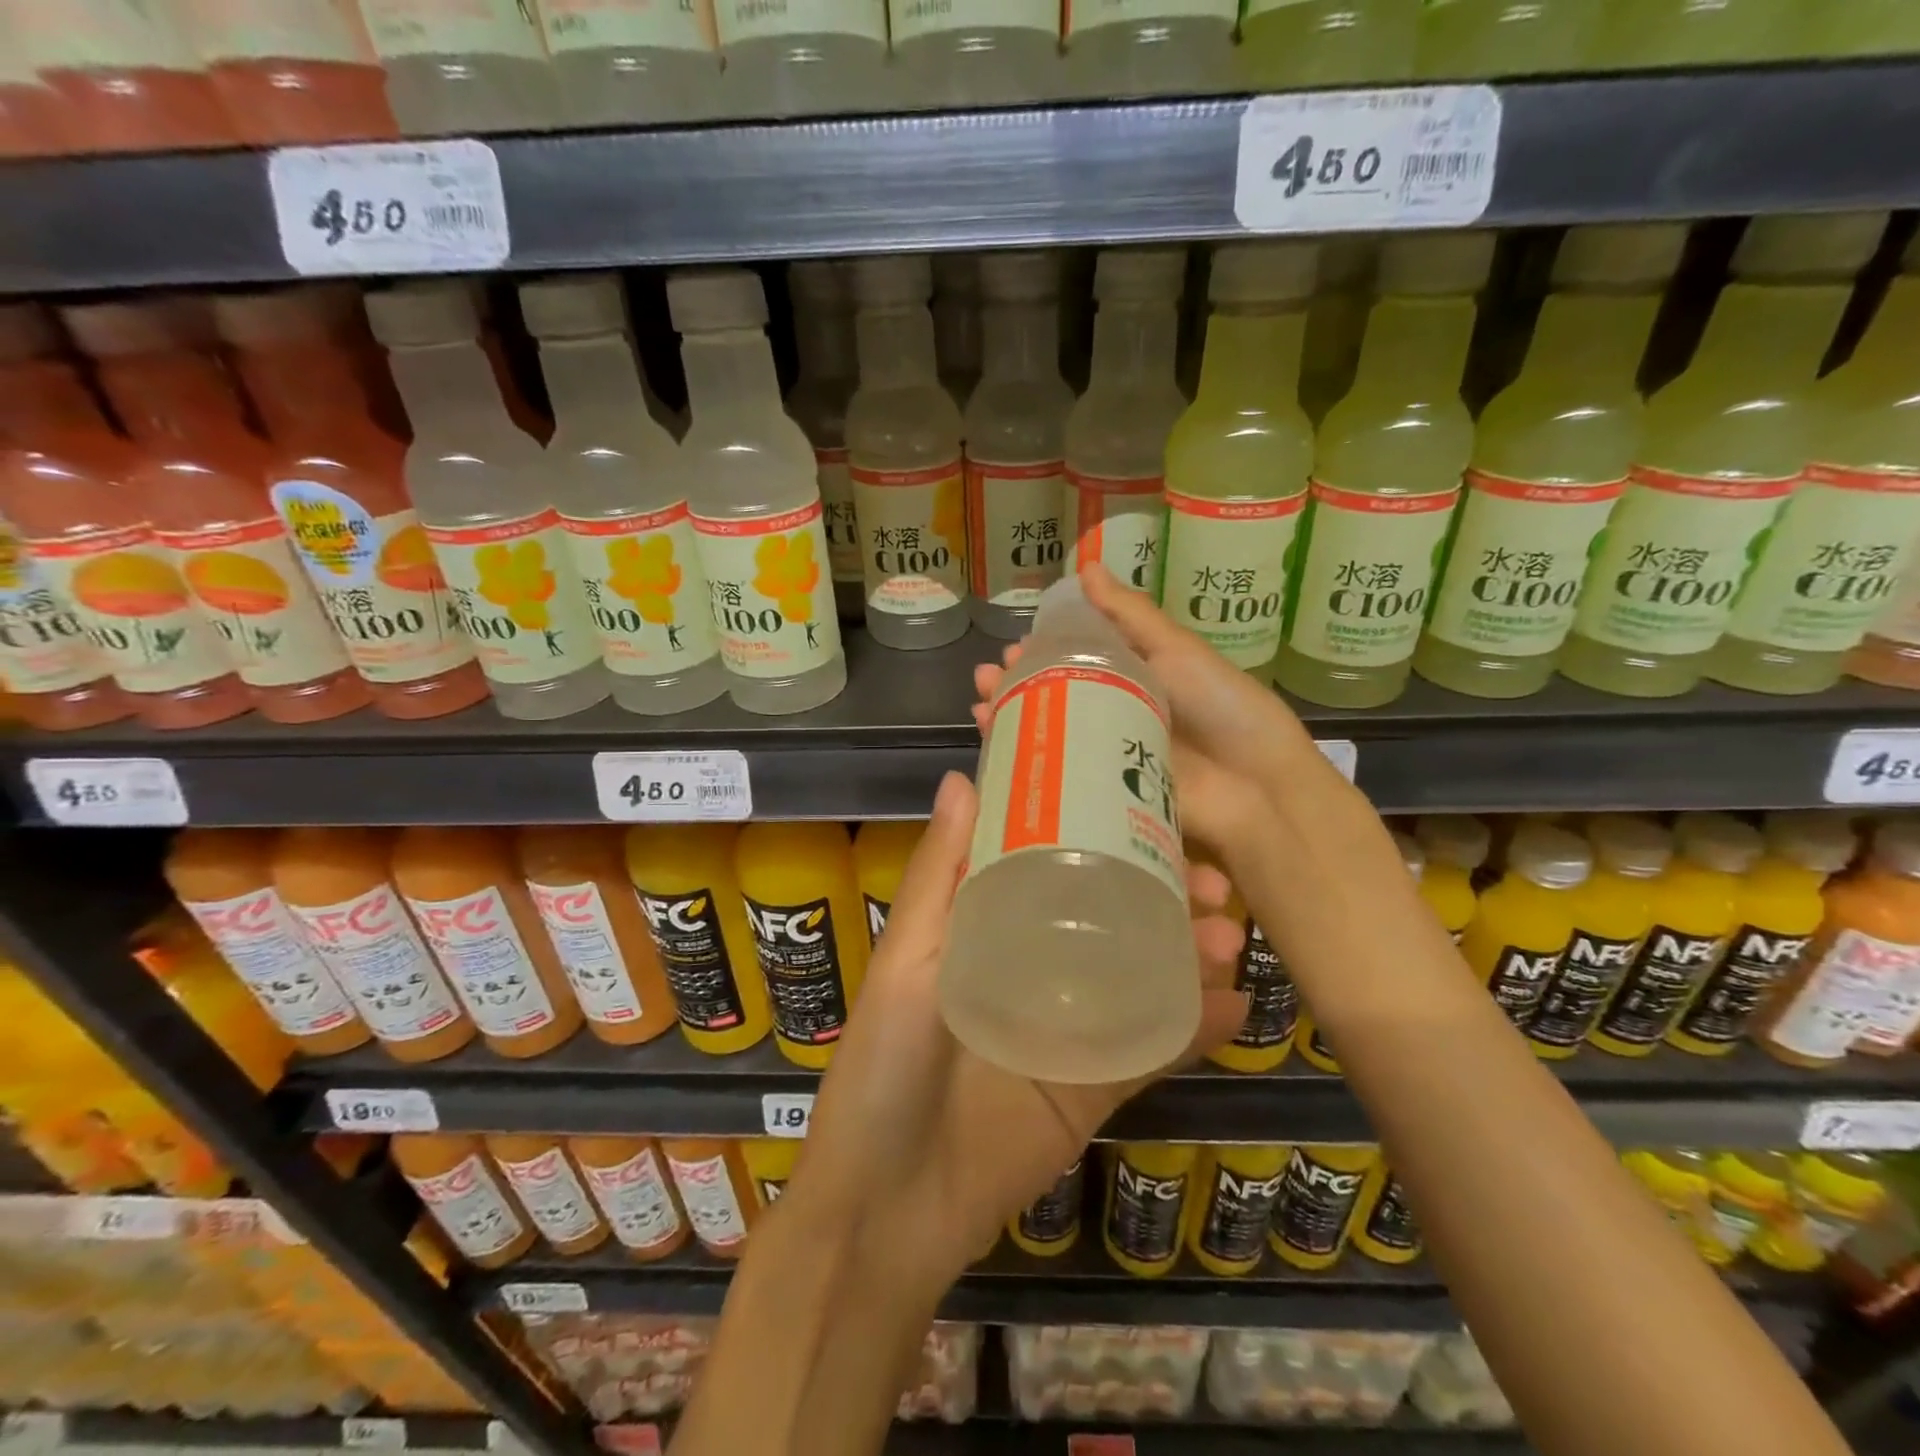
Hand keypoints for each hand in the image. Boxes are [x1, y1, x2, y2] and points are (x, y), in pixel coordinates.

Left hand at [788, 772, 1248, 1280]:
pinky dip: (1197, 1027)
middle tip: (1213, 879)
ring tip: (1230, 932)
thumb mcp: (907, 963)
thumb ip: (938, 875)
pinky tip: (1238, 1006)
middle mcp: (1035, 966)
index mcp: (989, 928)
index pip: (1052, 863)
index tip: (1149, 808)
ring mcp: (1071, 1027)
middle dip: (1164, 890)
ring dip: (1191, 950)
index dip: (1100, 833)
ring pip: (1143, 974)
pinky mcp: (1096, 1086)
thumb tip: (960, 776)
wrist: (890, 1210)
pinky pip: (1154, 1048)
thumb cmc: (884, 1067)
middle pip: (1110, 914)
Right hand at [974, 568, 1359, 878]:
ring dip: (1013, 718)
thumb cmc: (1221, 707)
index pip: (1077, 658)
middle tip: (987, 677)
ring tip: (982, 706)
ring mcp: (1109, 756)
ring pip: (1051, 733)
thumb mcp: (1176, 650)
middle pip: (1056, 695)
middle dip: (1017, 685)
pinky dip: (1028, 762)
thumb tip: (1086, 565)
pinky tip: (998, 749)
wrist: (1256, 787)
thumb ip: (1130, 614)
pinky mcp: (1105, 794)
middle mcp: (1117, 714)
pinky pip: (1061, 774)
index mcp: (1135, 678)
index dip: (1042, 650)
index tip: (1012, 645)